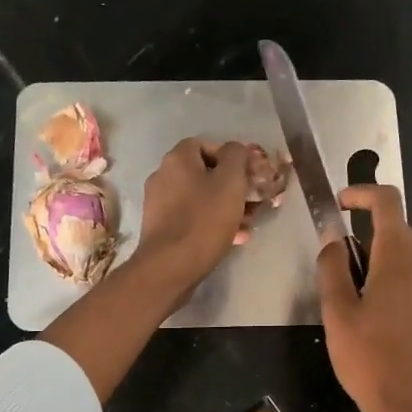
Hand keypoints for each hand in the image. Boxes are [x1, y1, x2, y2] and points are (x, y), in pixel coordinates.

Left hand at [129, 139, 255, 300]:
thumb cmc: (204, 220)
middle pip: (203, 174)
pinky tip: (234, 238)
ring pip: (200, 198)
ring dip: (225, 207)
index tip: (248, 173)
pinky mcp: (161, 229)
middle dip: (232, 186)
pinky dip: (212, 224)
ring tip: (248, 223)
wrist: (169, 267)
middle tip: (253, 201)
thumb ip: (237, 157)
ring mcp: (159, 204)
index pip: (205, 144)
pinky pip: (192, 219)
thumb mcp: (231, 182)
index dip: (230, 156)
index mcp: (177, 159)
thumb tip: (236, 149)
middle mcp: (163, 176)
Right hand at [316, 185, 411, 411]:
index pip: (387, 202)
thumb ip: (332, 268)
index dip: (361, 193)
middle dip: (360, 230)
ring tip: (343, 292)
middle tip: (330, 260)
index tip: (336, 204)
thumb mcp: (337, 311)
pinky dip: (384, 277)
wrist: (410, 406)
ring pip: (400, 254)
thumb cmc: (368, 358)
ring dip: (371, 257)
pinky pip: (407, 278)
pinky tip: (366, 312)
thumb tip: (332, 240)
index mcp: (399, 258)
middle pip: (394, 227)